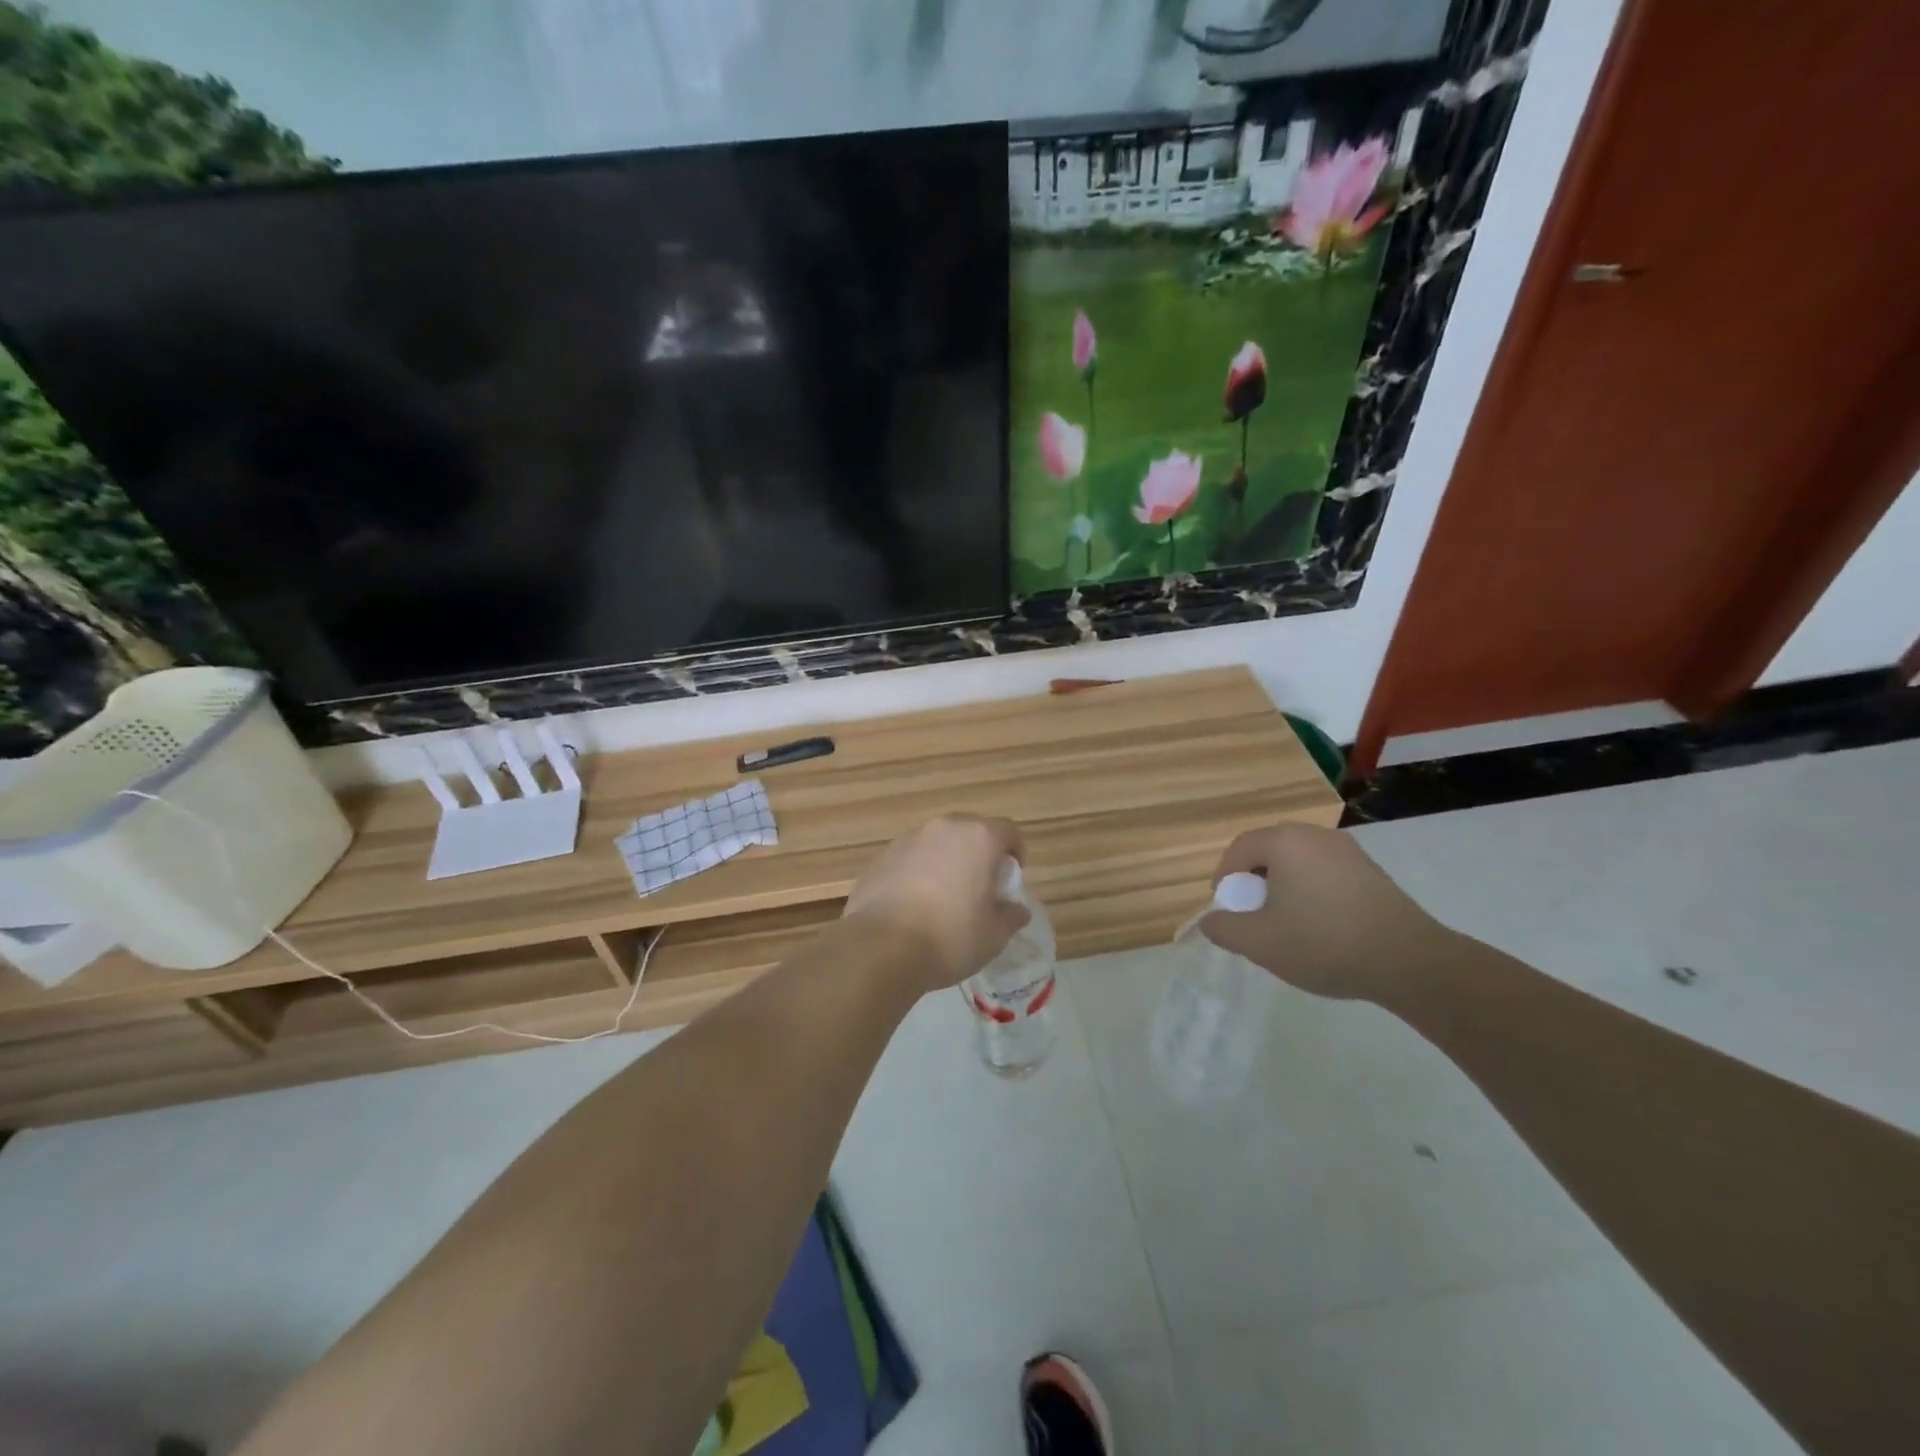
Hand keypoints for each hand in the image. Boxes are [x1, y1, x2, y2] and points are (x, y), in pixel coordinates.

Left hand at [843, 815, 1029, 993]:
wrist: (881, 948)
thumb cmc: (950, 937)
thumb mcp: (994, 935)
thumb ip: (1010, 916)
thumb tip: (1016, 909)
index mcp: (978, 838)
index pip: (1008, 831)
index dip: (1015, 852)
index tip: (1010, 878)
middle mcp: (943, 828)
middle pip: (970, 831)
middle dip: (978, 853)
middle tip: (979, 886)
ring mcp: (907, 840)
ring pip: (936, 843)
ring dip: (945, 861)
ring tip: (943, 898)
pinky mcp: (880, 858)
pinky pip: (909, 859)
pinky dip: (916, 873)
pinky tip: (912, 906)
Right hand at [1200, 823, 1453, 1004]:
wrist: (1409, 961)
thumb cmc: (1323, 942)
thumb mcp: (1259, 943)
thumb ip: (1224, 929)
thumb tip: (1210, 921)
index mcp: (1285, 842)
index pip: (1240, 848)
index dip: (1225, 876)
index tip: (1226, 907)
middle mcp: (1316, 835)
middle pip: (1270, 851)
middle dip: (1255, 881)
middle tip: (1253, 915)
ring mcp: (1349, 851)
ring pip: (1300, 862)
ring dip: (1284, 887)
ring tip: (1287, 924)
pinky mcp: (1372, 871)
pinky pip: (1326, 873)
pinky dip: (1313, 892)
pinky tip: (1321, 926)